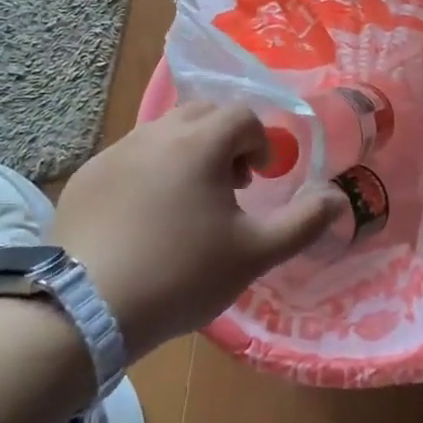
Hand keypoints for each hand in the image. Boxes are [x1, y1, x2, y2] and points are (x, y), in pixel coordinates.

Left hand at [52, 102, 344, 358]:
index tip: (259, 181)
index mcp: (199, 143)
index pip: (242, 116)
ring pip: (164, 131)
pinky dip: (150, 170)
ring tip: (188, 202)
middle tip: (229, 185)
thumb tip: (338, 197)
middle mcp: (156, 133)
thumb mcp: (254, 254)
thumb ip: (304, 222)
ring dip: (188, 152)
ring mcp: (115, 152)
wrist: (84, 309)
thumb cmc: (180, 275)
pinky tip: (145, 218)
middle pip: (203, 113)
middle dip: (225, 139)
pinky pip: (130, 156)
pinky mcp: (87, 175)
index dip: (260, 143)